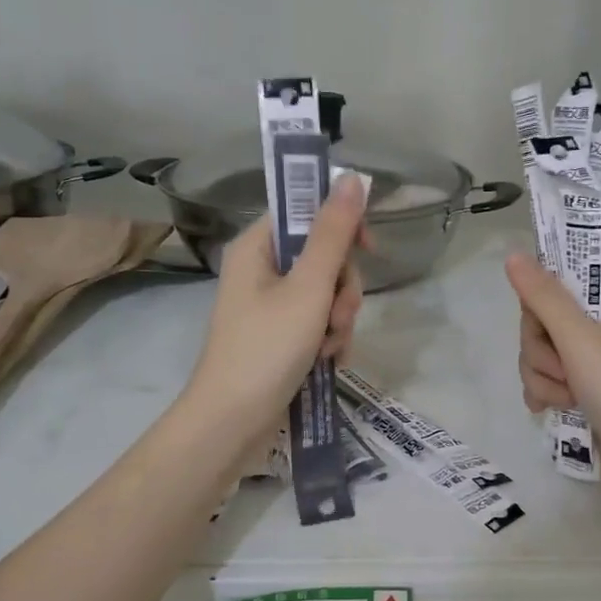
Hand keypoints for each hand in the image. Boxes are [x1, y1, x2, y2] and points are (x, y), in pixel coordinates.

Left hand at [184, 176, 366, 439]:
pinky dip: (328, 340)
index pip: (306, 213)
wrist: (232, 423)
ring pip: (326, 294)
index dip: (341, 227)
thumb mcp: (308, 288)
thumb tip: (354, 177)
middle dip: (342, 290)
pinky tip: (328, 362)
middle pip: (322, 257)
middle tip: (338, 318)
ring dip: (338, 320)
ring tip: (329, 349)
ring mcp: (270, 307)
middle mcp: (261, 271)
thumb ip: (334, 234)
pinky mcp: (279, 337)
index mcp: (257, 247)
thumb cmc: (266, 349)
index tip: (368, 250)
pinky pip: (317, 323)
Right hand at [506, 252, 600, 504]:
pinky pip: (545, 381)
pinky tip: (551, 410)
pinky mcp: (583, 392)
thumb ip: (543, 297)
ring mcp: (592, 362)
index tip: (549, 331)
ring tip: (568, 400)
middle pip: (541, 324)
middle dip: (542, 354)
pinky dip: (545, 395)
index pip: (555, 286)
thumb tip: (513, 254)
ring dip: (544, 380)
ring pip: (538, 356)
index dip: (540, 311)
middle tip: (566, 373)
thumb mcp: (580, 338)